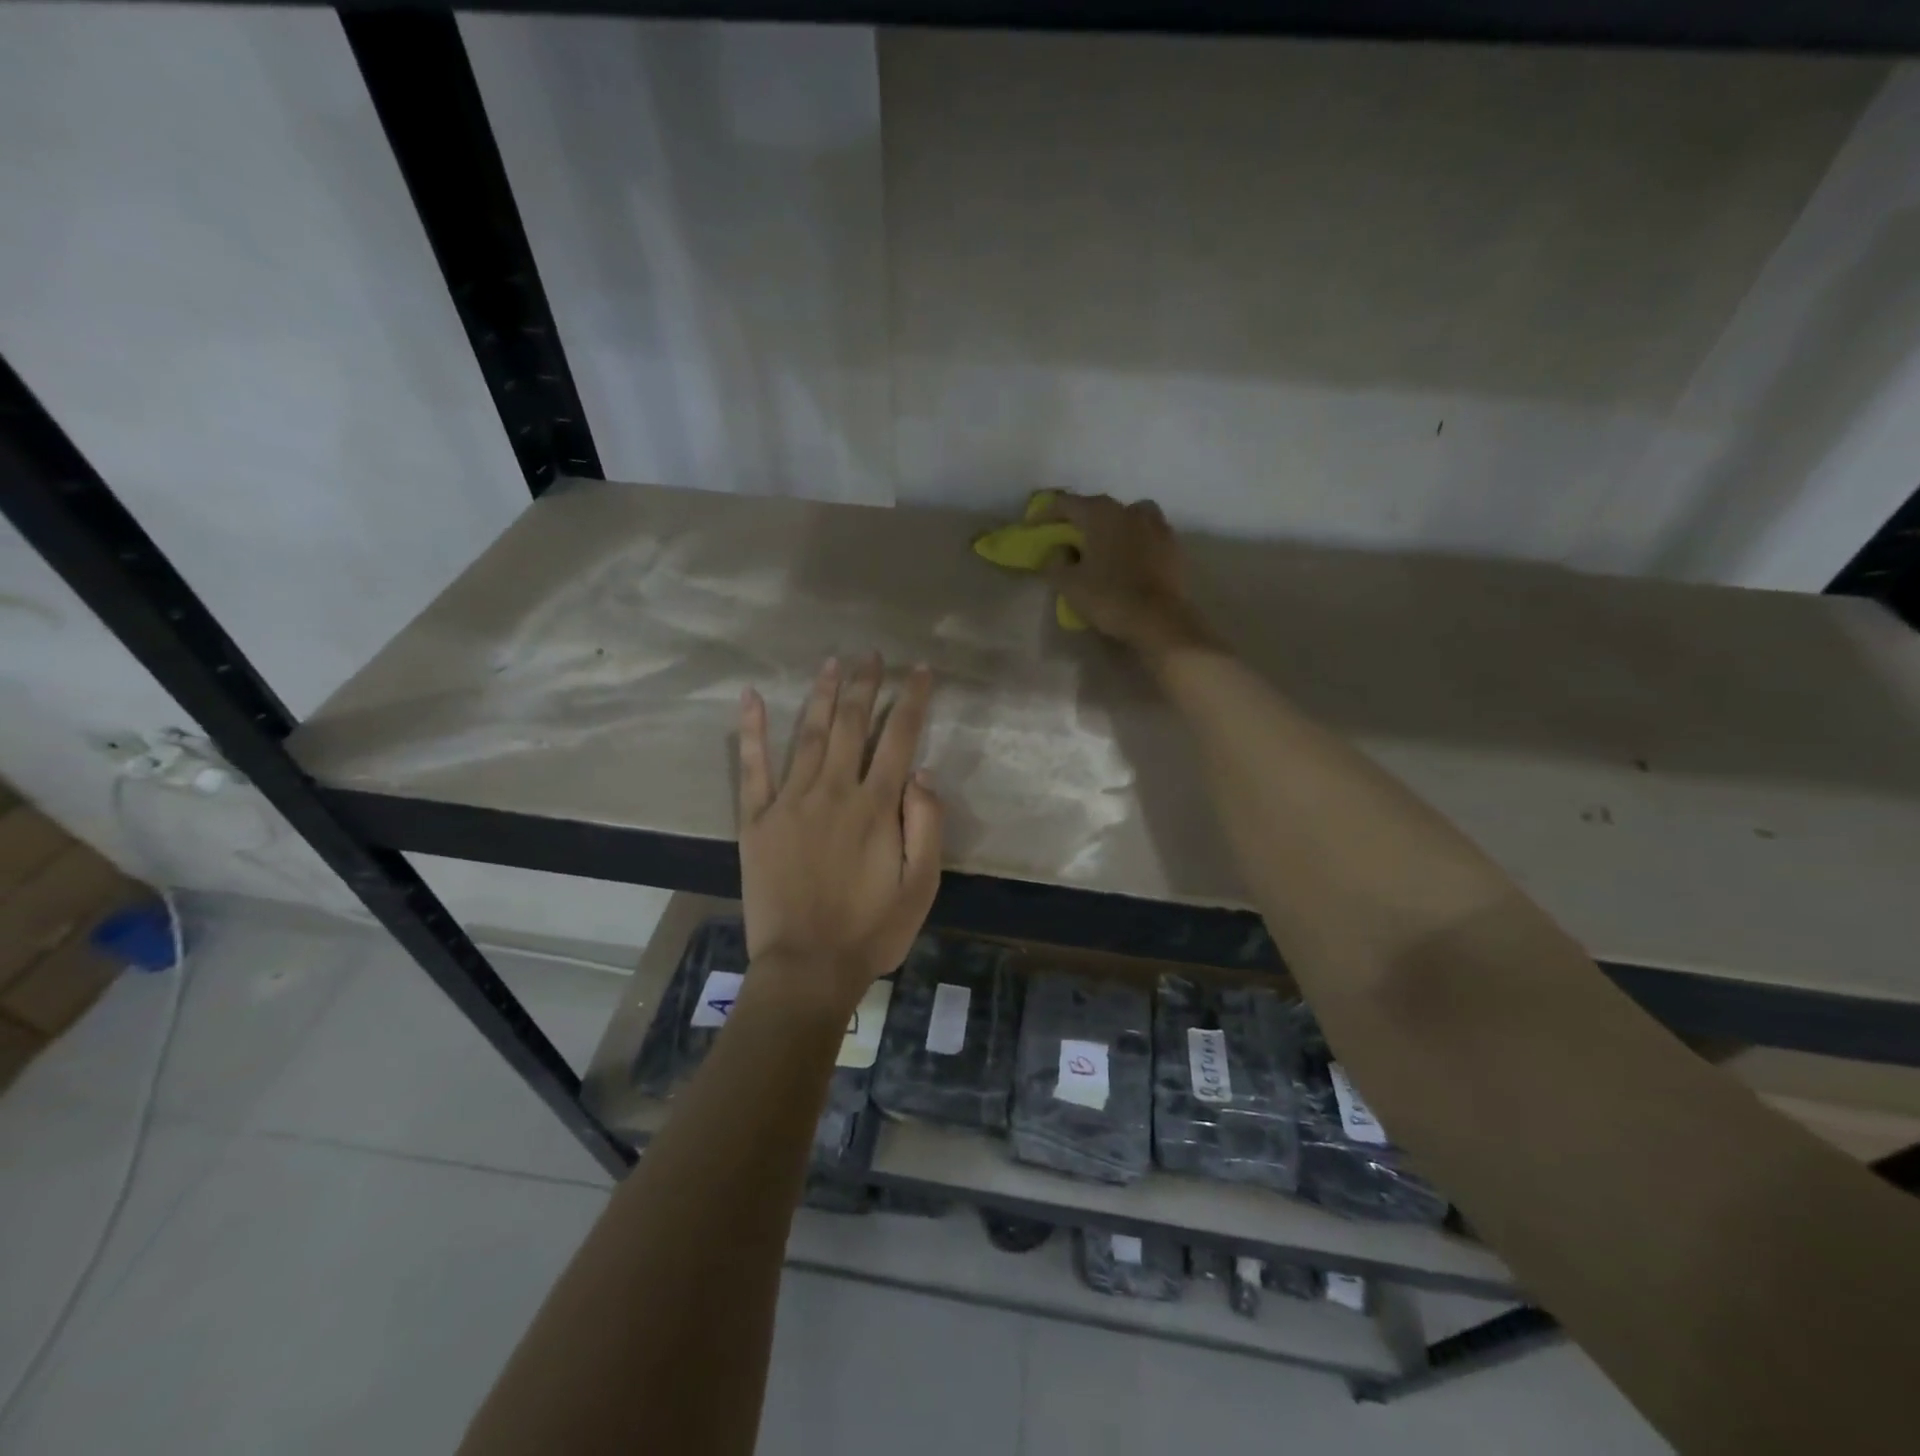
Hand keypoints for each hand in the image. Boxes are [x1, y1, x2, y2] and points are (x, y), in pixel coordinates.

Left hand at [736, 655, 943, 1020]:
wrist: (806, 967)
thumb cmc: (872, 930)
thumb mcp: (922, 885)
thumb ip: (927, 824)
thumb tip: (921, 770)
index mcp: (877, 807)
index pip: (899, 738)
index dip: (912, 700)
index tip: (919, 671)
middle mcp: (834, 792)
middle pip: (853, 725)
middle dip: (867, 685)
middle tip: (873, 654)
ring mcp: (790, 802)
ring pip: (810, 735)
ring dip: (823, 696)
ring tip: (834, 662)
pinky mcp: (756, 820)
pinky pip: (752, 768)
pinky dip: (752, 731)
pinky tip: (752, 698)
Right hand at [1038, 493, 1213, 659]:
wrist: (1161, 620)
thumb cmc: (1109, 597)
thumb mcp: (1068, 584)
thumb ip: (1055, 564)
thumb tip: (1058, 553)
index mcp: (1101, 514)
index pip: (1066, 504)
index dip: (1045, 513)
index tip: (1033, 526)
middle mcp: (1130, 510)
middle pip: (1099, 508)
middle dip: (1081, 521)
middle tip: (1068, 538)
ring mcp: (1158, 526)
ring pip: (1129, 517)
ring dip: (1113, 527)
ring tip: (1104, 546)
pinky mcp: (1174, 546)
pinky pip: (1148, 536)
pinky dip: (1135, 542)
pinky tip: (1129, 560)